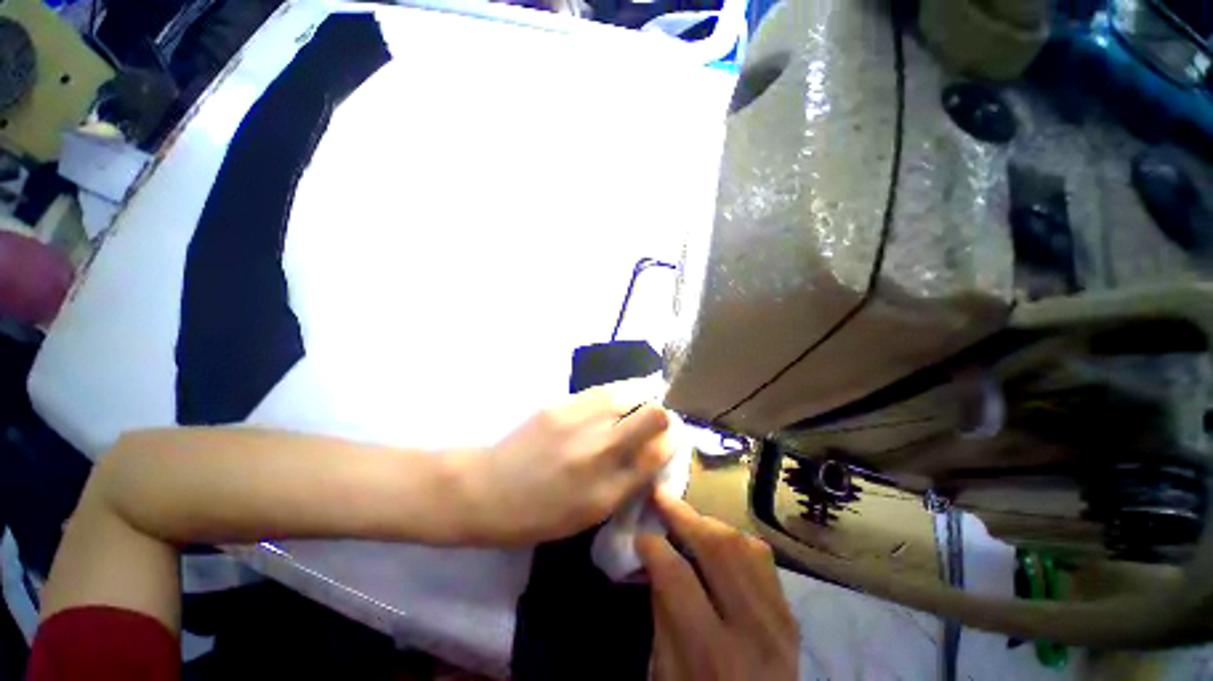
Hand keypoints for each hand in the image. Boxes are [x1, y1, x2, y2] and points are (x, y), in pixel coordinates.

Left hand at [455, 378, 672, 543]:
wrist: (487, 488)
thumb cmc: (540, 512)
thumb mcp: (591, 512)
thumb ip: (630, 481)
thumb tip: (658, 449)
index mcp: (605, 487)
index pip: (658, 451)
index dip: (670, 441)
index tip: (668, 440)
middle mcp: (597, 449)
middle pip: (651, 414)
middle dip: (662, 415)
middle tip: (655, 421)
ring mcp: (578, 419)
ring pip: (629, 392)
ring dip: (641, 396)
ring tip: (639, 402)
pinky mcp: (561, 402)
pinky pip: (603, 390)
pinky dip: (618, 392)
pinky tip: (615, 399)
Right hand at [637, 491, 798, 680]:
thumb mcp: (666, 673)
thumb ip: (661, 612)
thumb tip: (654, 557)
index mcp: (713, 654)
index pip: (678, 577)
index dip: (653, 547)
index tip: (639, 534)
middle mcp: (753, 629)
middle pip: (717, 549)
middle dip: (682, 515)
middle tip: (660, 496)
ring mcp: (780, 618)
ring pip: (741, 544)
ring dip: (707, 522)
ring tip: (684, 514)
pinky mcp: (790, 611)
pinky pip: (761, 556)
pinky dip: (733, 537)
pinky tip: (715, 537)